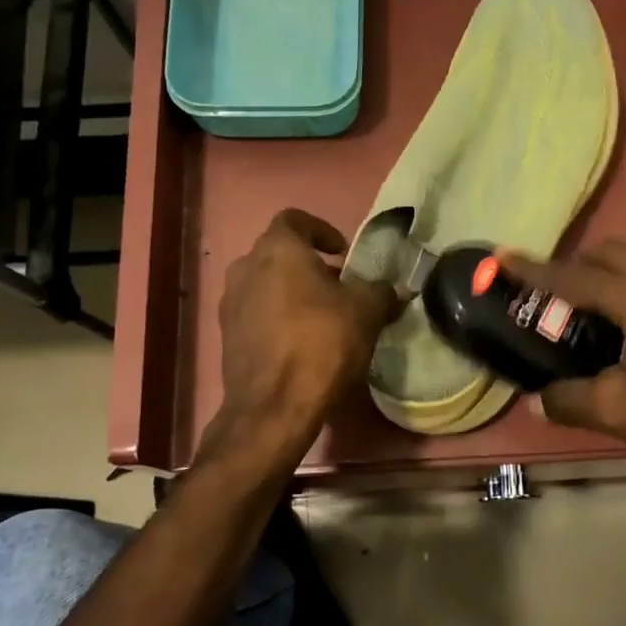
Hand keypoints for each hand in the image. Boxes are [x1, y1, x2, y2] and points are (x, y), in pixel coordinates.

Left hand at [212, 210, 400, 451]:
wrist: (274, 406)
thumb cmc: (322, 343)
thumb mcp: (367, 313)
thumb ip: (382, 292)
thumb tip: (398, 289)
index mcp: (277, 249)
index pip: (295, 219)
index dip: (322, 230)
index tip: (343, 253)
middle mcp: (245, 267)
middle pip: (279, 254)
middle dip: (309, 265)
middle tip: (339, 288)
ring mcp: (230, 303)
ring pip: (266, 284)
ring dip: (292, 292)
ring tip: (322, 317)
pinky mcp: (227, 336)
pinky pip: (256, 313)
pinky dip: (278, 317)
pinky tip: (301, 342)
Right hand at [499, 240, 625, 470]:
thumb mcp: (619, 411)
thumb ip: (571, 399)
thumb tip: (539, 398)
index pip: (576, 277)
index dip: (535, 269)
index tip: (502, 256)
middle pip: (609, 253)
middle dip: (572, 264)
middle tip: (548, 296)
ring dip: (600, 278)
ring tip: (579, 316)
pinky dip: (623, 293)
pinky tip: (619, 335)